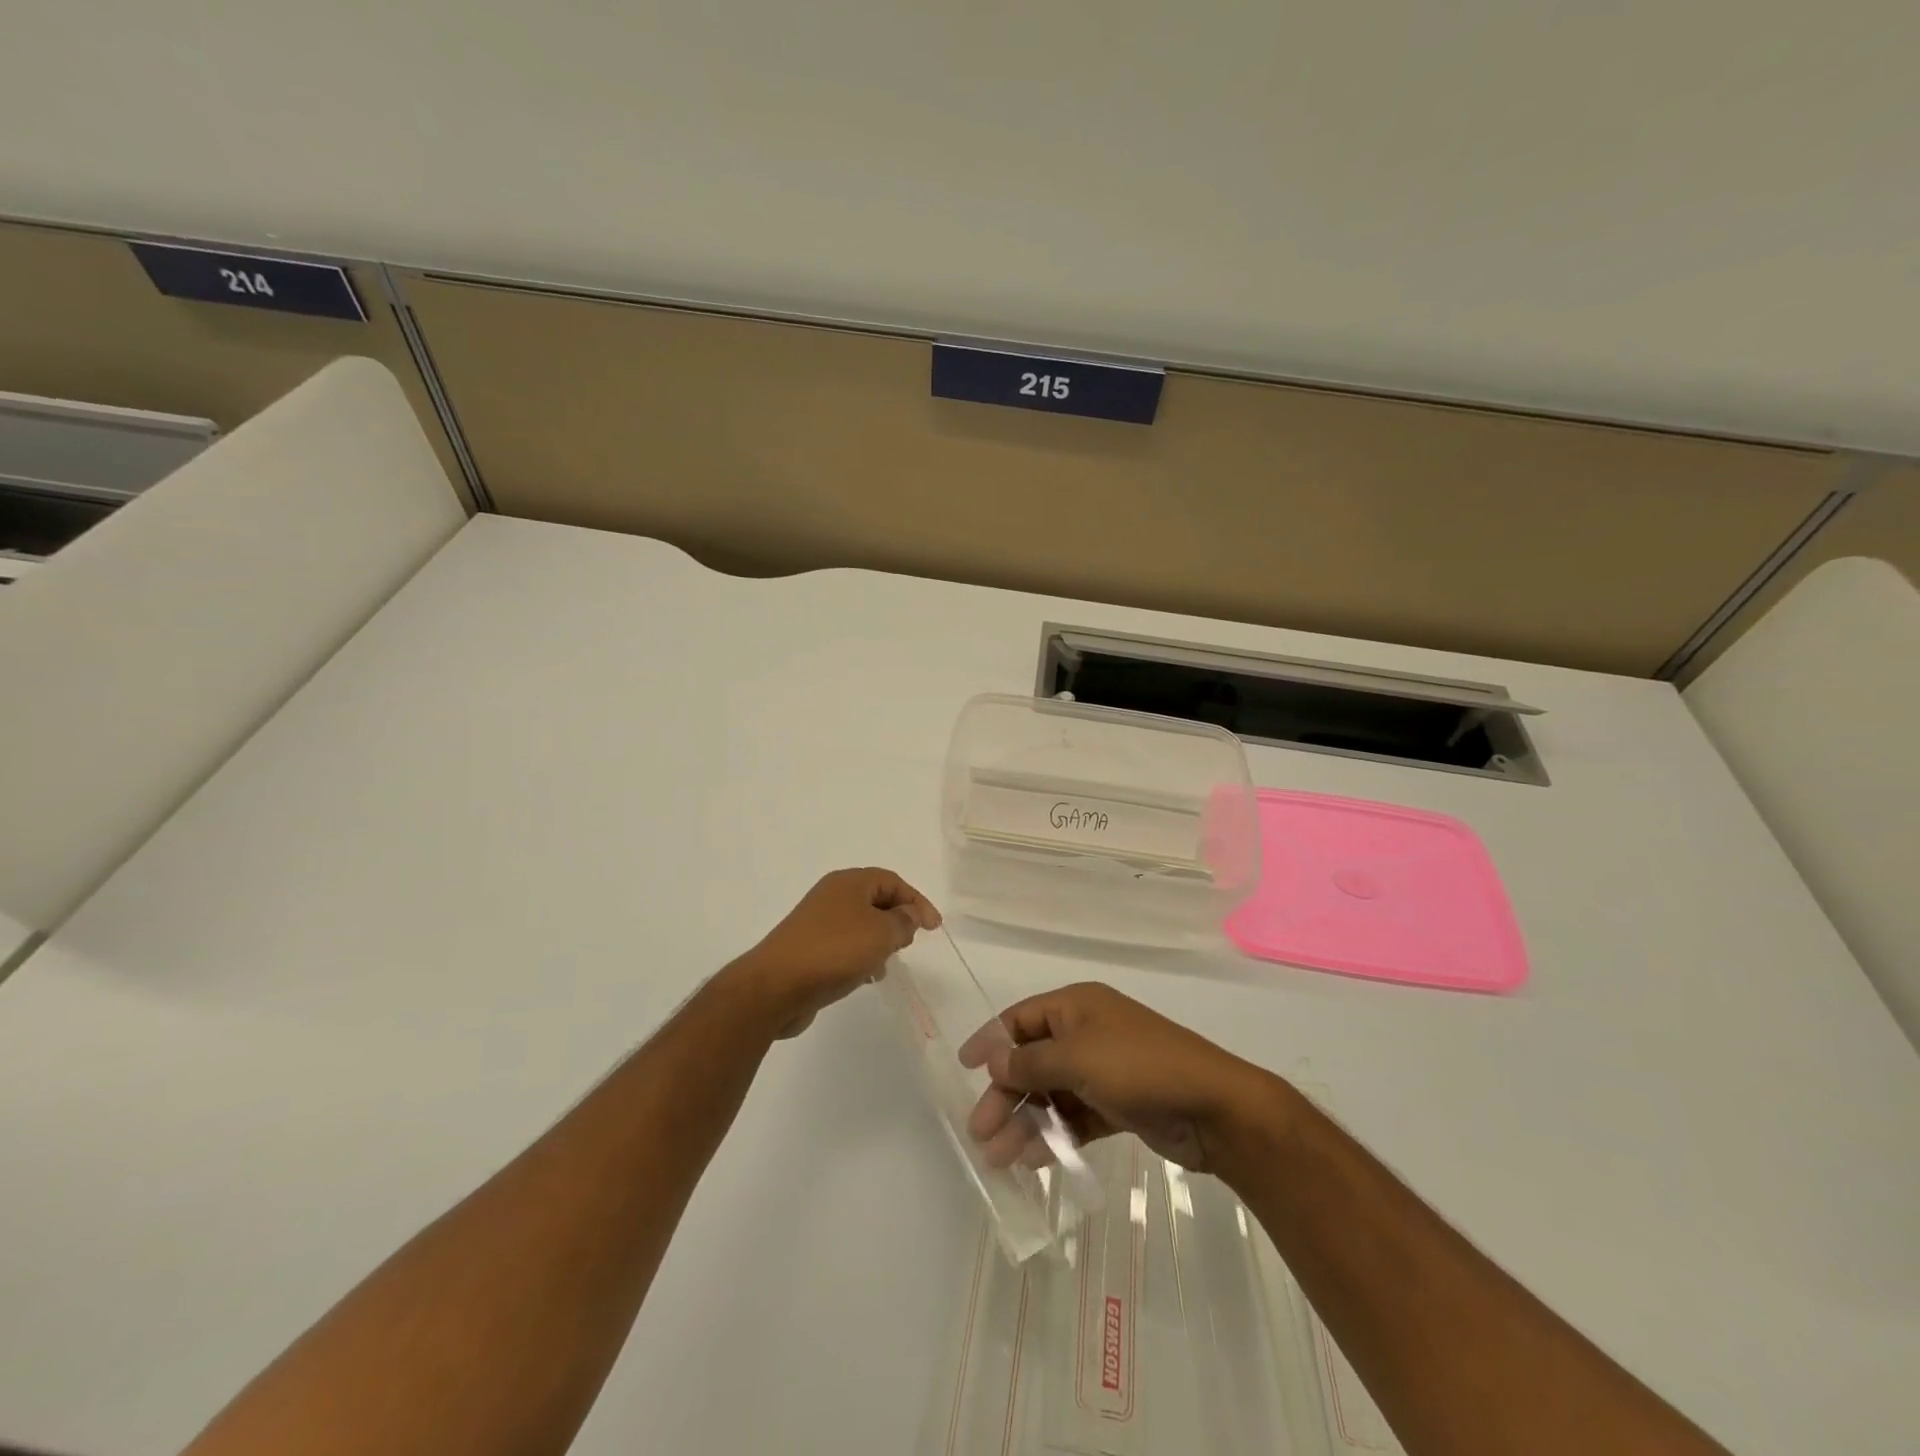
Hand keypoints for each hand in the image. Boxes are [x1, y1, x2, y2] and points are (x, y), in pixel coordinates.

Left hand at [731, 868, 940, 1036]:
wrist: (776, 987)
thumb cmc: (835, 951)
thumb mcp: (881, 933)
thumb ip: (903, 921)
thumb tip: (910, 915)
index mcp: (849, 883)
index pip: (892, 881)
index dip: (917, 901)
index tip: (934, 928)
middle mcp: (832, 896)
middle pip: (876, 900)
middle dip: (898, 919)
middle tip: (910, 942)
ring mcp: (817, 922)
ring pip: (861, 924)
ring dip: (880, 940)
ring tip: (888, 963)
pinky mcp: (809, 948)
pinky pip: (845, 945)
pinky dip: (861, 955)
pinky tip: (866, 977)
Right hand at [958, 982, 1273, 1171]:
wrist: (1215, 1108)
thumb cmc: (1140, 1067)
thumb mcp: (1077, 1058)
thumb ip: (1030, 1061)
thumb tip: (992, 1058)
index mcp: (1076, 1007)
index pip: (1021, 1019)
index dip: (991, 1041)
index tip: (963, 1068)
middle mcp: (1087, 1033)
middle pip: (1033, 1060)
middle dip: (1005, 1094)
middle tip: (980, 1132)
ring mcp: (1104, 1070)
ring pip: (1052, 1093)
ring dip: (1026, 1121)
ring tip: (1000, 1159)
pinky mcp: (1119, 1105)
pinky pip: (1075, 1117)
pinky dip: (1055, 1134)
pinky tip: (1035, 1160)